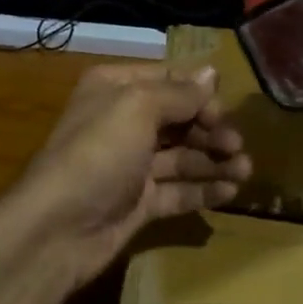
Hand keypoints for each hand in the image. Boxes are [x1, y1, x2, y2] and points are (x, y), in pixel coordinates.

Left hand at [0, 62, 250, 292]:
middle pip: (179, 119)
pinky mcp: (138, 203)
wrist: (57, 230)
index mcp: (115, 90)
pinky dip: (203, 190)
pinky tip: (230, 193)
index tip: (225, 112)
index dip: (199, 94)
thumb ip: (179, 93)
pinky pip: (177, 191)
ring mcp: (131, 166)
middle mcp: (122, 123)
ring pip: (182, 157)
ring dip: (214, 161)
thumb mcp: (137, 108)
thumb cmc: (97, 154)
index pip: (168, 80)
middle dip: (211, 130)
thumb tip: (212, 73)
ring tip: (245, 171)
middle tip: (237, 146)